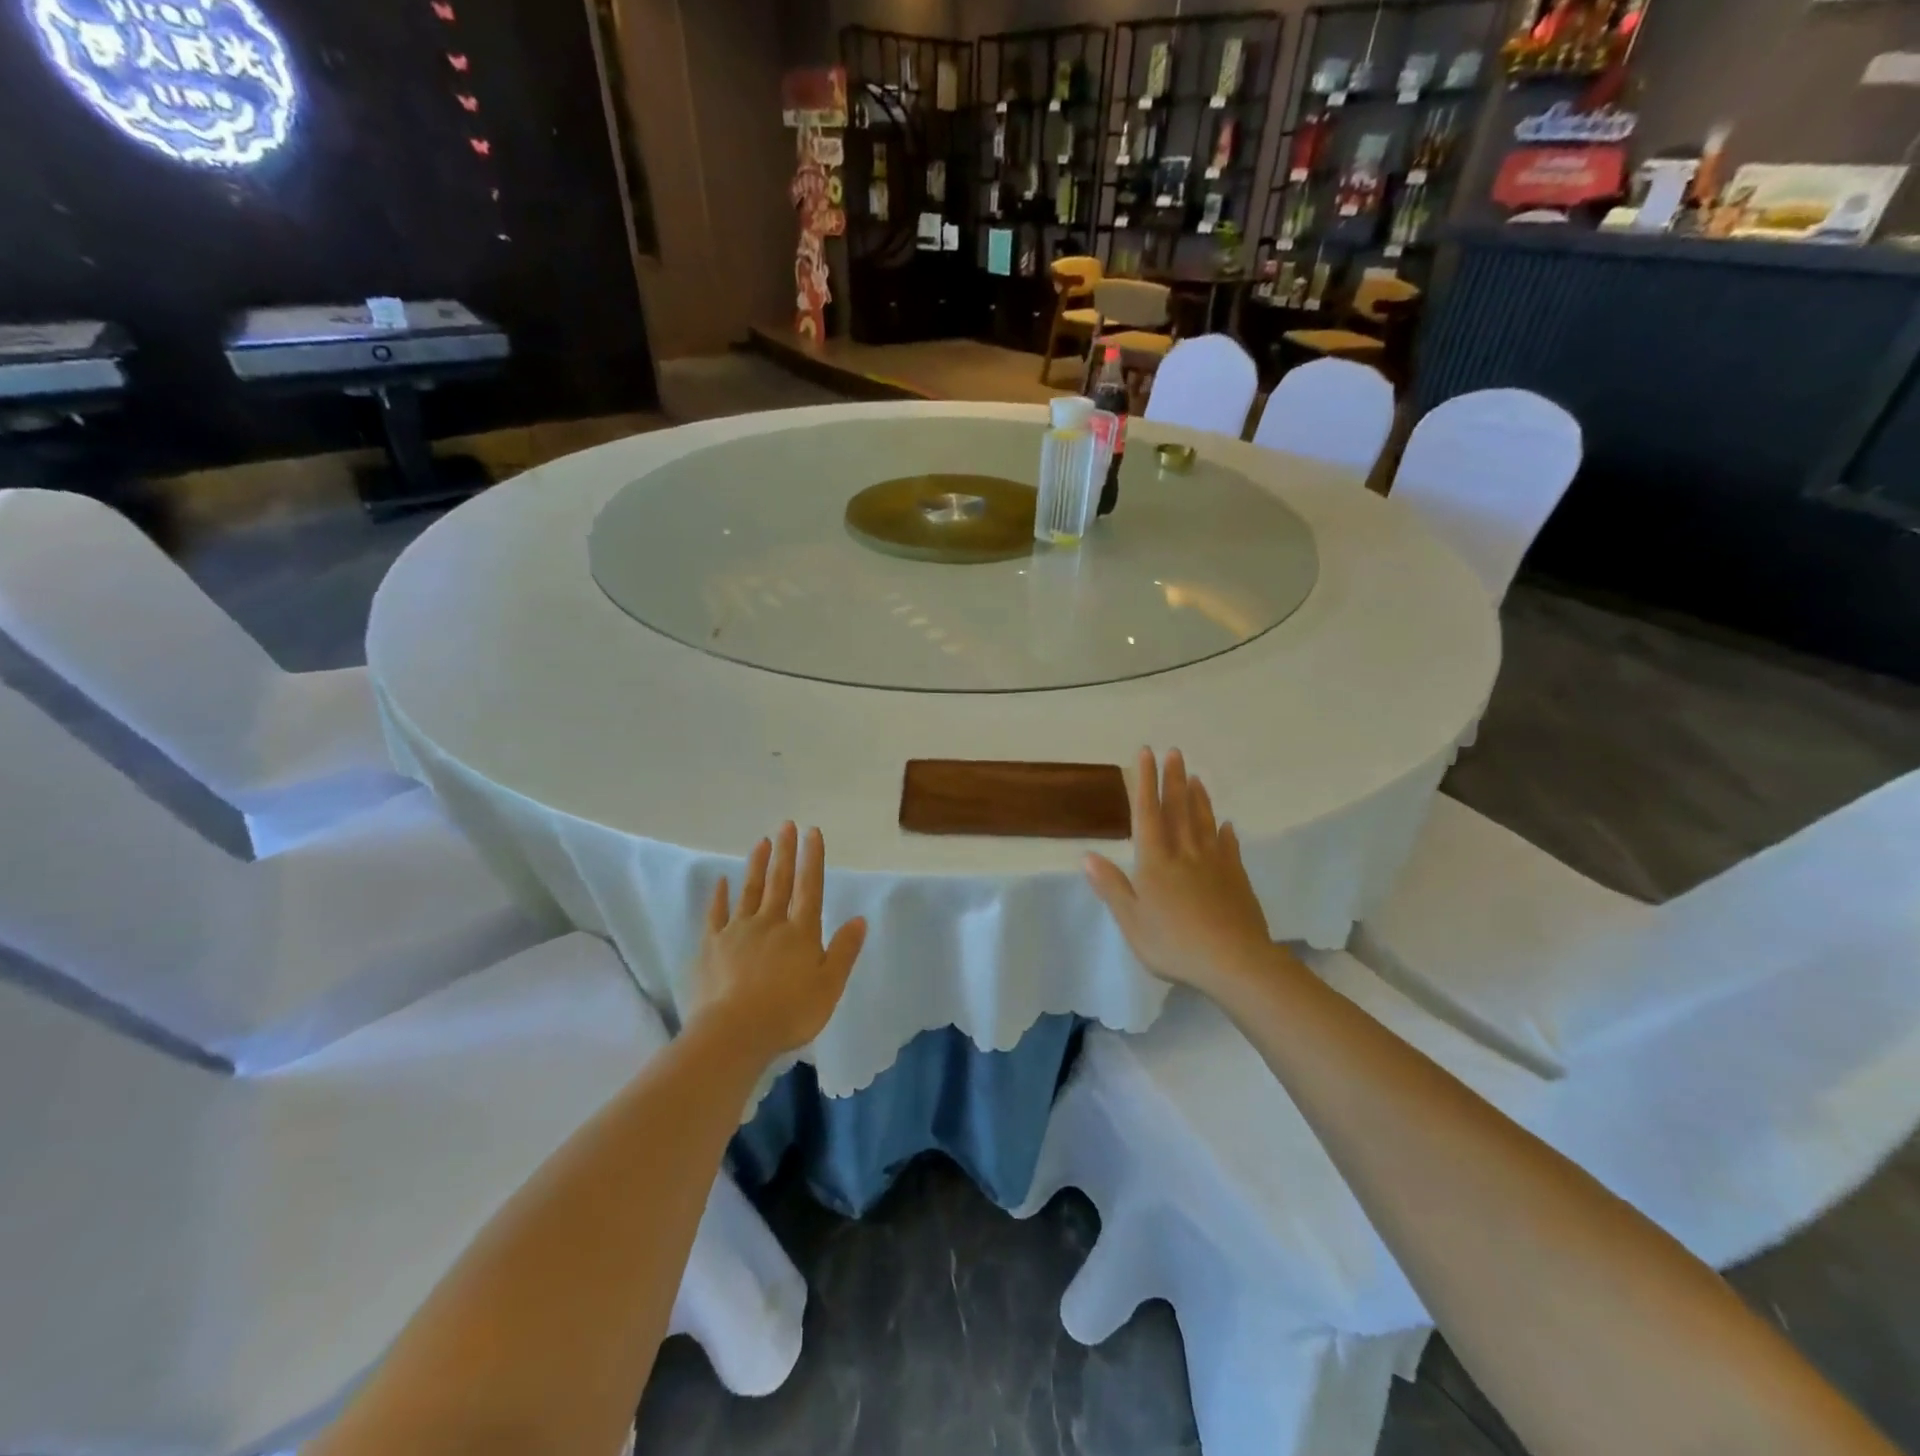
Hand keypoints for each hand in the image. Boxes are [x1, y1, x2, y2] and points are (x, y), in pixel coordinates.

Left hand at [689, 823, 867, 1063]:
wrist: (734, 1033)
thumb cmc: (789, 1012)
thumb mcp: (829, 986)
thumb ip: (844, 951)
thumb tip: (859, 918)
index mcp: (801, 932)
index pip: (809, 887)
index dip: (812, 859)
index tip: (812, 832)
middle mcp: (770, 923)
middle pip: (779, 881)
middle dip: (785, 852)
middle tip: (786, 824)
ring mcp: (738, 931)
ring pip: (750, 891)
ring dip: (757, 865)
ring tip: (761, 842)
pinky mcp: (712, 946)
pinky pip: (716, 914)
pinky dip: (719, 896)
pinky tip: (721, 881)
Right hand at [1085, 748, 1276, 999]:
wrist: (1234, 962)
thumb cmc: (1174, 943)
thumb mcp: (1131, 920)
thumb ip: (1111, 886)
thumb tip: (1087, 855)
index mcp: (1154, 862)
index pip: (1147, 813)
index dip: (1144, 782)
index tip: (1145, 754)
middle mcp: (1184, 854)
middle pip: (1178, 809)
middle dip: (1173, 780)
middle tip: (1174, 752)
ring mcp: (1214, 864)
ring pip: (1204, 822)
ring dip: (1198, 798)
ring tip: (1195, 777)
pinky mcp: (1236, 879)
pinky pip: (1229, 847)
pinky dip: (1225, 832)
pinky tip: (1227, 824)